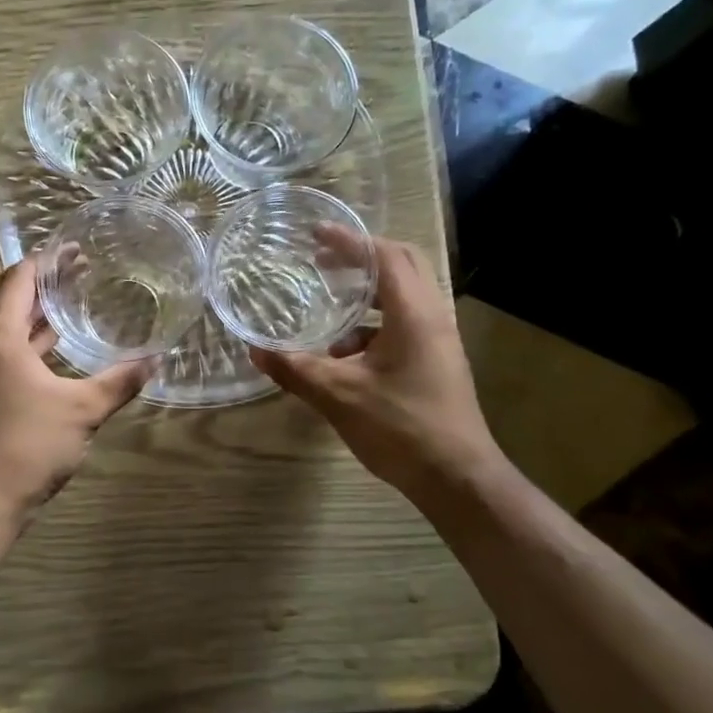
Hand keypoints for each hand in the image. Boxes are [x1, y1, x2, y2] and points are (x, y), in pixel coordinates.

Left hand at [0, 258, 154, 516]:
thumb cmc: (29, 445)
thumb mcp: (83, 410)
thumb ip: (120, 381)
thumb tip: (156, 359)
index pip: (19, 279)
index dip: (47, 260)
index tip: (76, 249)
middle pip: (7, 297)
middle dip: (42, 280)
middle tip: (80, 269)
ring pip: (3, 324)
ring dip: (34, 310)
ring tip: (72, 298)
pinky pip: (2, 348)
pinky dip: (28, 338)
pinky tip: (55, 343)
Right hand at [249, 231, 503, 499]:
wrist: (457, 478)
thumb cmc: (400, 428)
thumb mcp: (338, 396)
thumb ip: (295, 369)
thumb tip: (255, 350)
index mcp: (413, 314)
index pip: (384, 256)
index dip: (349, 240)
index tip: (315, 234)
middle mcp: (432, 317)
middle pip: (401, 266)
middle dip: (361, 259)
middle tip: (323, 262)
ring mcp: (439, 341)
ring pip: (403, 298)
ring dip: (367, 296)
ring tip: (329, 311)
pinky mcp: (437, 362)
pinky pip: (404, 326)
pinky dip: (374, 327)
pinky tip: (344, 356)